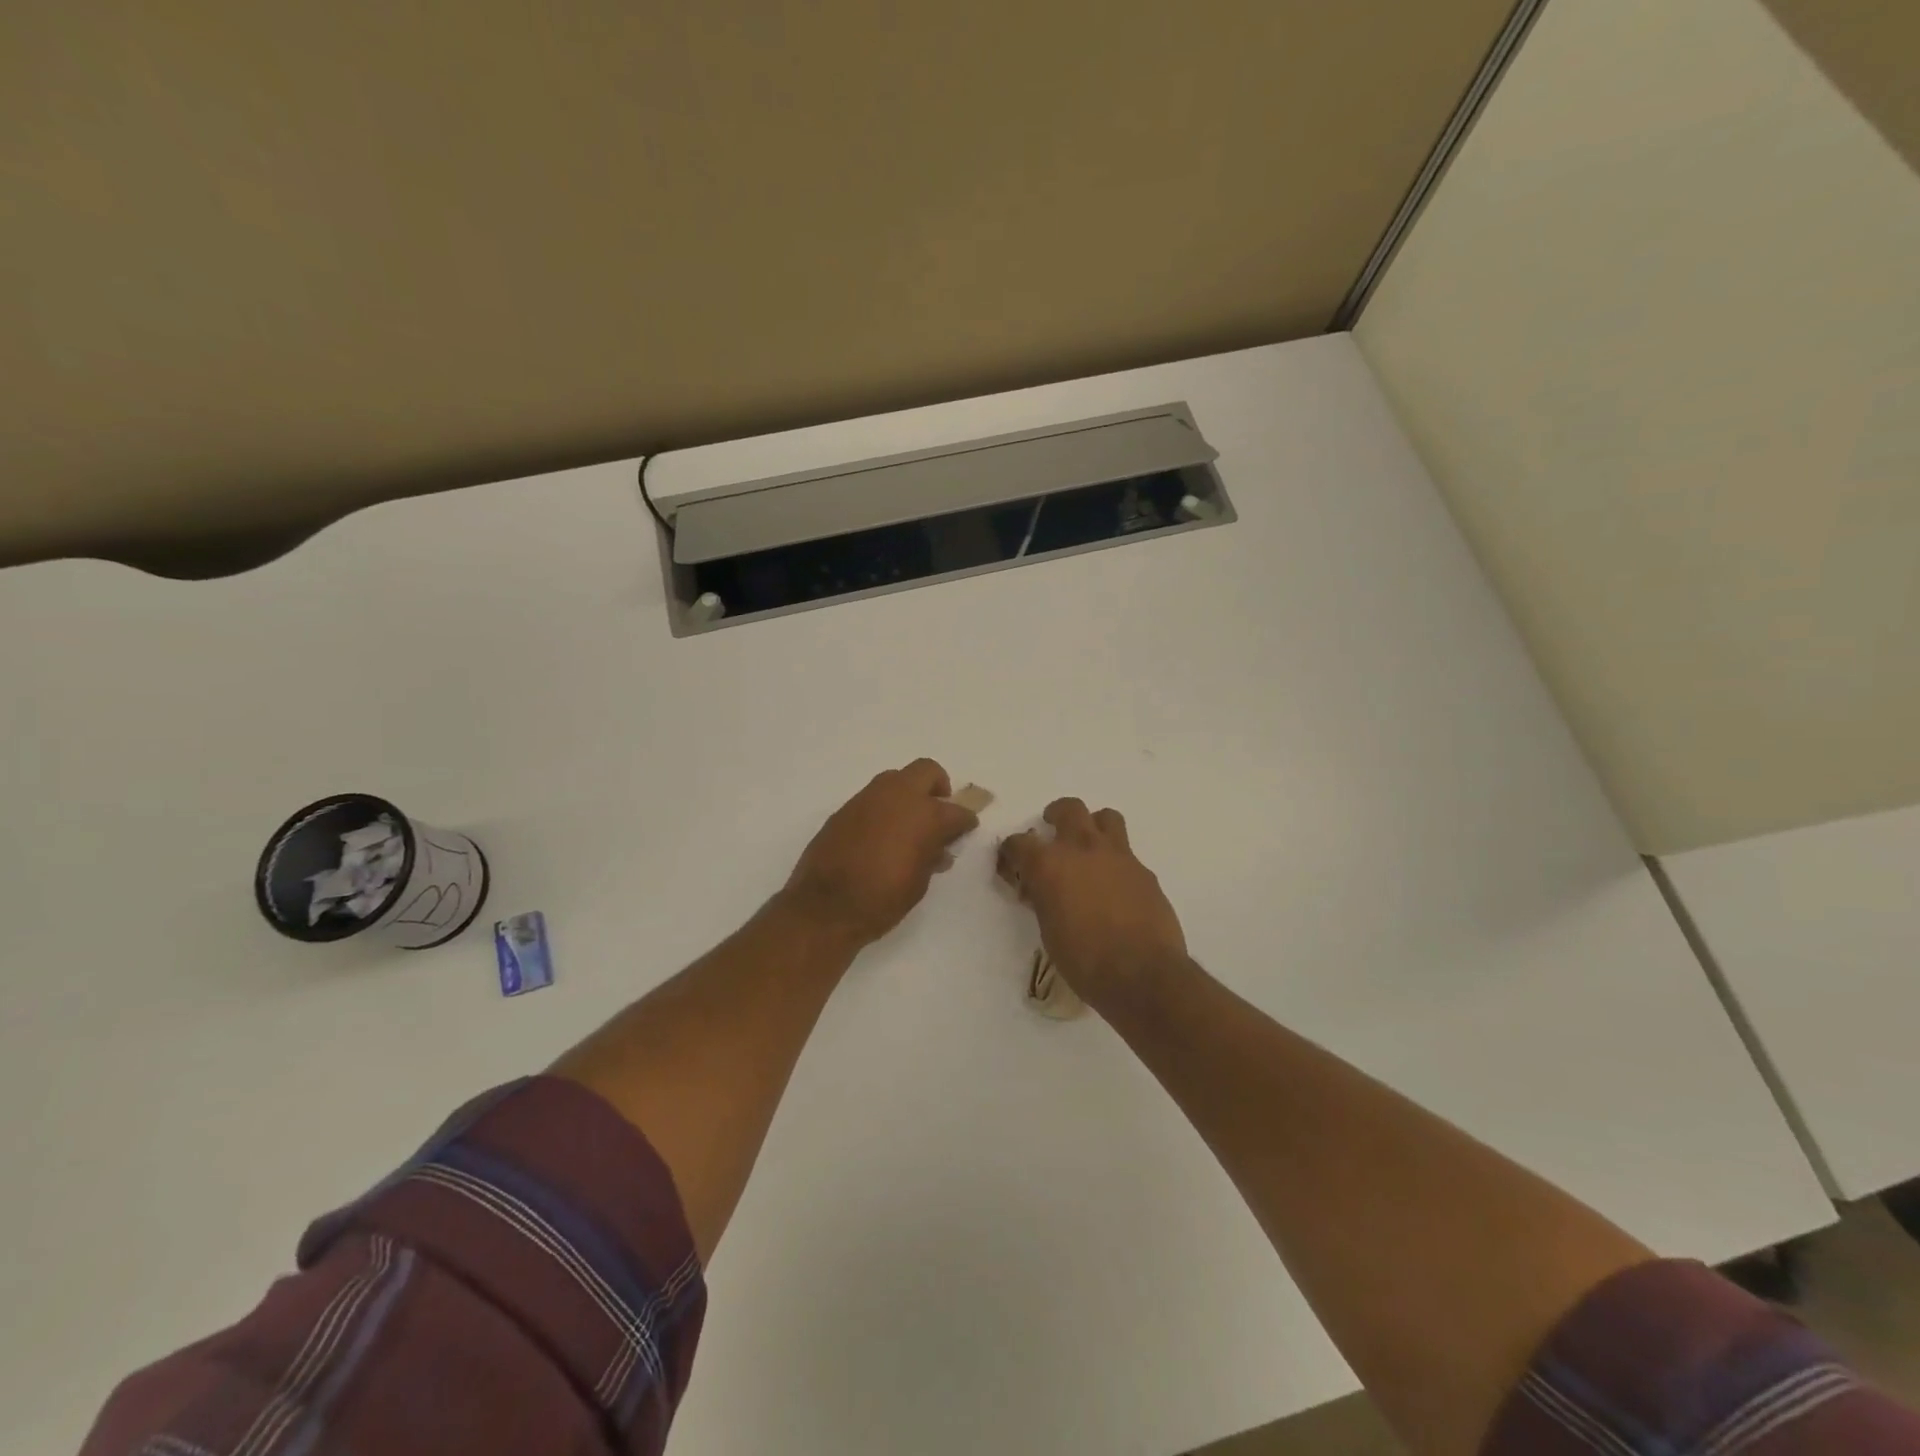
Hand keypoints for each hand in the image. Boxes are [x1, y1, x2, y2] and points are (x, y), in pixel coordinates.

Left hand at [781, 758, 979, 948]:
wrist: (824, 908)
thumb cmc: (881, 900)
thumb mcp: (919, 883)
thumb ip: (931, 857)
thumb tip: (937, 847)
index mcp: (924, 815)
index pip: (956, 811)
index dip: (965, 821)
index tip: (965, 830)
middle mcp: (897, 796)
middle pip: (927, 771)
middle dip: (938, 788)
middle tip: (938, 811)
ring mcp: (867, 799)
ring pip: (896, 780)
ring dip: (907, 795)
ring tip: (908, 825)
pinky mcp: (844, 809)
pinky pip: (872, 799)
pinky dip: (883, 809)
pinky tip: (880, 836)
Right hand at [996, 798, 1186, 1010]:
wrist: (1142, 974)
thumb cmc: (1084, 961)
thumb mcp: (1049, 931)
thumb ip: (1044, 899)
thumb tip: (1041, 889)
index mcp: (1049, 865)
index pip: (1019, 843)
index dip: (1011, 851)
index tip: (1011, 862)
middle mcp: (1082, 849)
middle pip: (1068, 809)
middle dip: (1056, 815)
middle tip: (1052, 829)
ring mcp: (1118, 856)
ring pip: (1105, 817)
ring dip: (1093, 825)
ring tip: (1089, 845)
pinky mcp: (1144, 870)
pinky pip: (1126, 852)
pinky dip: (1115, 860)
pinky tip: (1115, 884)